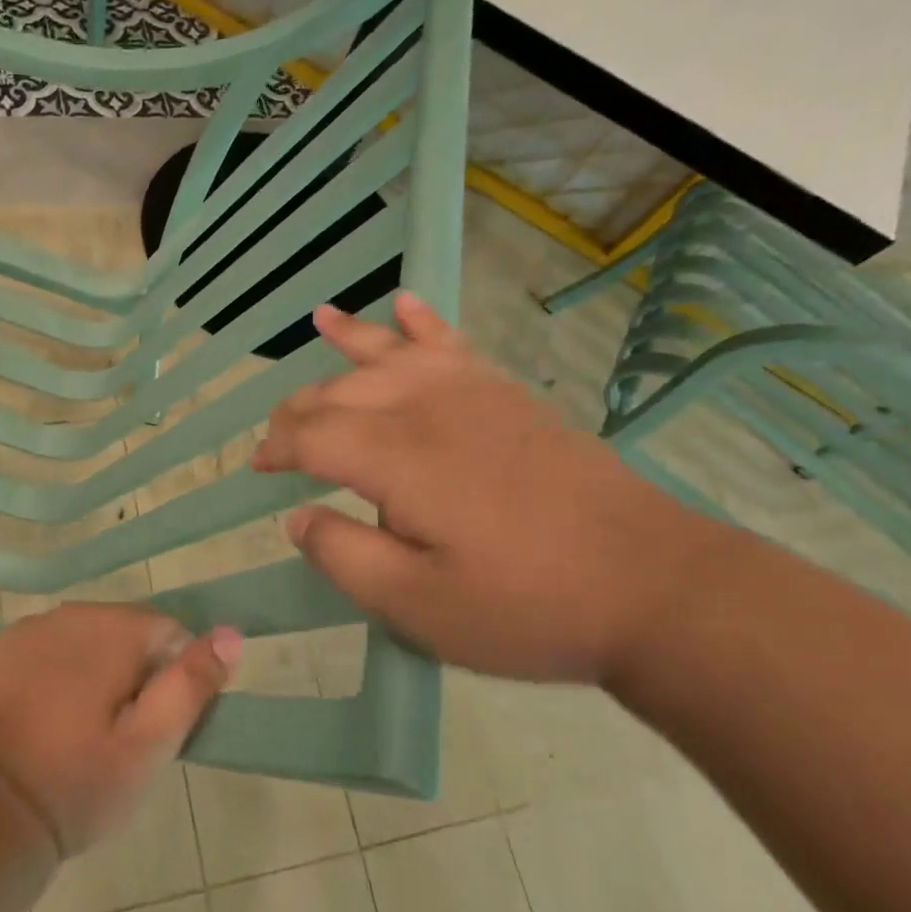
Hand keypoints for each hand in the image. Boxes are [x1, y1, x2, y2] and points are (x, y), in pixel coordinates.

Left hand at [0, 604, 241, 858]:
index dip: (172, 678)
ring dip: (94, 669)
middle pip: (125, 630)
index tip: (157, 725)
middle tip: (120, 735)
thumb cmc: (77, 782)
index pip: (168, 632)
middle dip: (133, 672)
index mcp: (112, 629)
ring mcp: (29, 628)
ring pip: (85, 638)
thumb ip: (190, 684)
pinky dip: (56, 671)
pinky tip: (46, 717)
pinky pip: (47, 648)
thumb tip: (231, 633)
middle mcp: (70, 613)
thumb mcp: (149, 746)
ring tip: (82, 729)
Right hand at [251, 292, 731, 684]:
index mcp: (397, 459)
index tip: (258, 469)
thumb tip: (297, 518)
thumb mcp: (418, 608)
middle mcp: (426, 409)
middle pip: (342, 391)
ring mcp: (472, 394)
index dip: (277, 448)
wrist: (652, 585)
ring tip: (319, 318)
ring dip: (350, 337)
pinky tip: (405, 303)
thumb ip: (344, 558)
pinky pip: (452, 343)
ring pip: (391, 353)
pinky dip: (422, 322)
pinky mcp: (508, 396)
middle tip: (281, 436)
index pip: (313, 435)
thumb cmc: (526, 605)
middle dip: (301, 407)